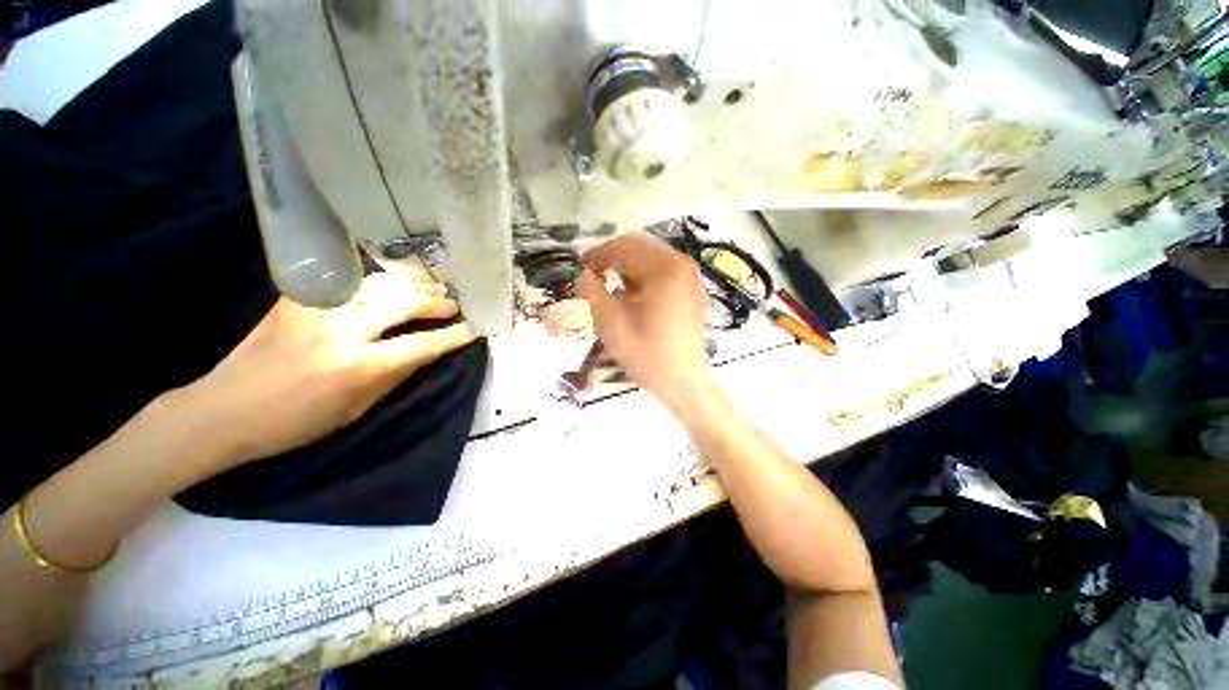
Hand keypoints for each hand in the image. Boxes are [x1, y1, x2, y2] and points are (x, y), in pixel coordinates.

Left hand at [175, 274, 473, 465]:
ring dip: (412, 287)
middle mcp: (341, 330)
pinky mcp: (297, 299)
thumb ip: (394, 376)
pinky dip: (377, 283)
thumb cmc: (294, 424)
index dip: (452, 336)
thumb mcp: (355, 410)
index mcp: (357, 366)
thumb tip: (426, 352)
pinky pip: (349, 283)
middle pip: (404, 303)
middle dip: (436, 303)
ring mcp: (316, 308)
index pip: (421, 344)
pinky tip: (391, 285)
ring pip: (380, 285)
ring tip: (432, 289)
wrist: (222, 410)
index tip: (474, 330)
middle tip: (455, 304)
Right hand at [574, 235, 711, 408]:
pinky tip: (634, 296)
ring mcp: (691, 276)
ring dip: (627, 267)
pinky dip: (643, 277)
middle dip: (612, 259)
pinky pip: (663, 271)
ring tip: (611, 288)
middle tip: (593, 277)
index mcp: (663, 268)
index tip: (580, 270)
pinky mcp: (692, 290)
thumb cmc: (647, 354)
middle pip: (638, 247)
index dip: (596, 256)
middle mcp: (681, 264)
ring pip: (651, 258)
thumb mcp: (610, 323)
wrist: (683, 382)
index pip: (622, 247)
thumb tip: (582, 274)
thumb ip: (590, 292)